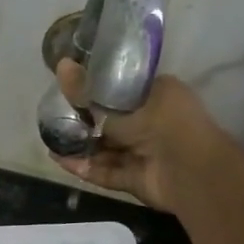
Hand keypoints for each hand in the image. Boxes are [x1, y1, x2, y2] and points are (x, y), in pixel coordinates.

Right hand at [50, 59, 231, 213]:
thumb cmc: (166, 125)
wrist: (193, 173)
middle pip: (110, 121)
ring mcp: (143, 153)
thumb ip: (88, 93)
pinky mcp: (136, 178)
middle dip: (83, 121)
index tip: (70, 87)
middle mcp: (152, 123)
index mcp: (158, 96)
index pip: (122, 89)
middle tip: (53, 115)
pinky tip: (60, 160)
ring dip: (80, 146)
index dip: (96, 89)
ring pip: (106, 148)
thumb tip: (62, 65)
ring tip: (50, 139)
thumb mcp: (122, 104)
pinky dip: (85, 166)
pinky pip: (106, 171)